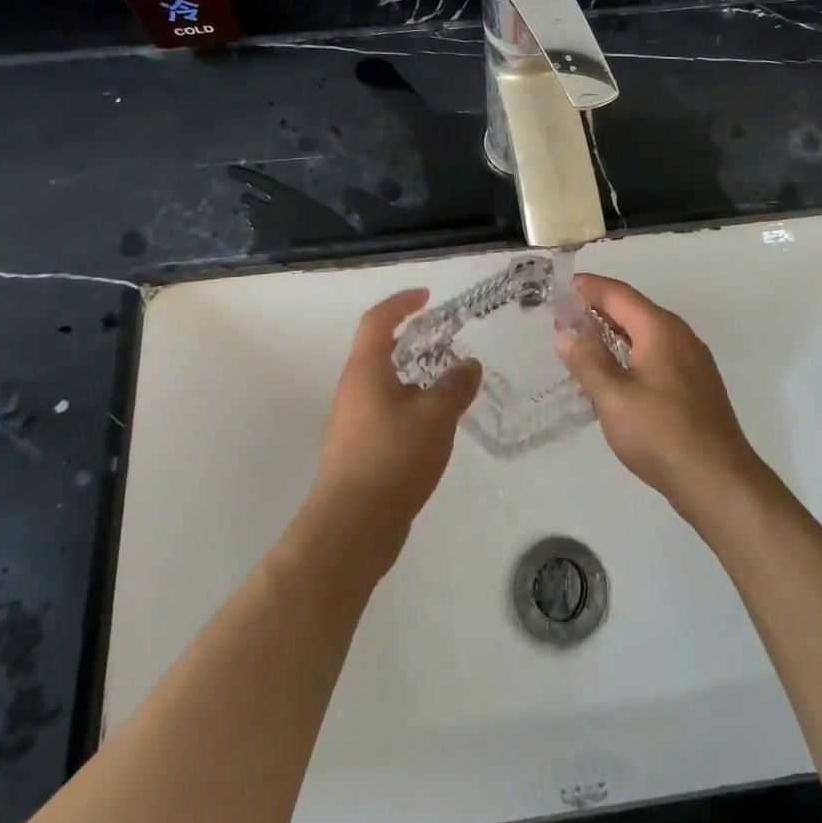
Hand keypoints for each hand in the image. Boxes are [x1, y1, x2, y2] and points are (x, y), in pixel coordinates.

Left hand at [308, 289, 481, 554]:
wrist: (353, 525)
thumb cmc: (393, 457)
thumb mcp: (436, 415)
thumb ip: (455, 385)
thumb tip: (469, 365)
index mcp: (365, 370)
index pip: (378, 320)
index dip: (401, 302)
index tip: (427, 296)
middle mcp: (353, 389)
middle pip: (378, 350)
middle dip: (410, 339)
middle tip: (443, 338)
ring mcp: (353, 421)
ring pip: (384, 383)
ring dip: (413, 374)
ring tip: (447, 382)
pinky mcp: (359, 449)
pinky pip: (387, 411)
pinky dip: (411, 404)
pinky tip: (435, 424)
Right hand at [556, 275, 765, 517]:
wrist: (718, 480)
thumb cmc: (661, 434)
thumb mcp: (613, 397)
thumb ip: (587, 361)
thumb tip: (566, 331)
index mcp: (660, 329)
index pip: (618, 294)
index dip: (589, 288)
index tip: (560, 287)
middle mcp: (680, 336)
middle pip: (633, 310)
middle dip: (598, 310)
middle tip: (563, 318)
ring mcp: (692, 361)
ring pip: (645, 334)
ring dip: (613, 333)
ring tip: (581, 344)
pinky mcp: (695, 385)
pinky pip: (656, 354)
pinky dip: (630, 353)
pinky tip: (613, 374)